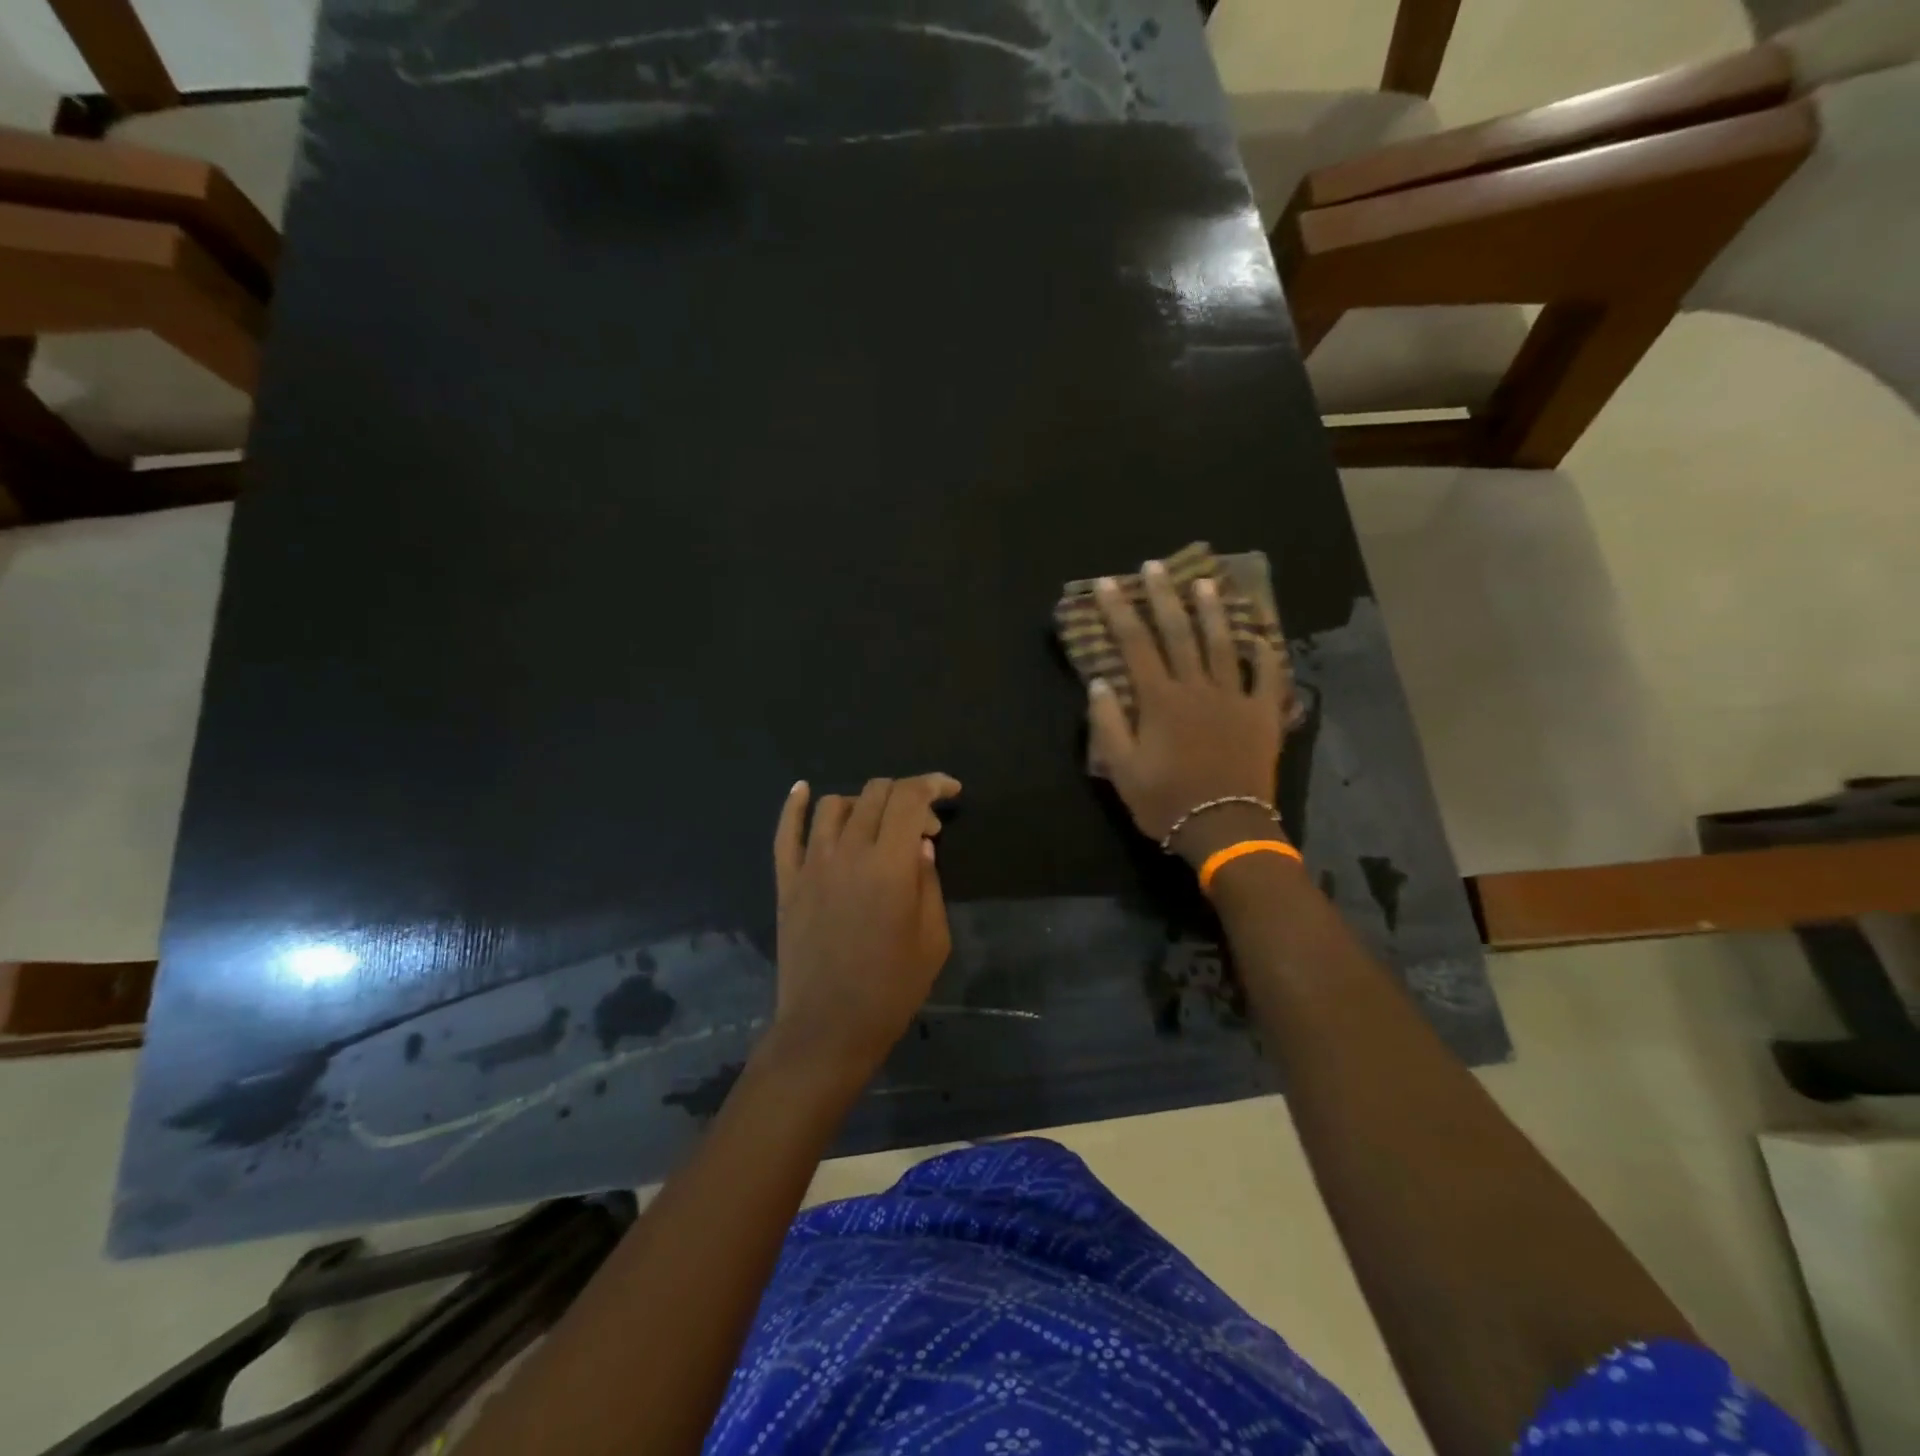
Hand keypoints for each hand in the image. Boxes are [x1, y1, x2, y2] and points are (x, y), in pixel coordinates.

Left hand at [769, 773, 961, 1076]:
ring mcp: (812, 864)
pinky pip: (786, 832)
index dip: (933, 785)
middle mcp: (850, 852)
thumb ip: (930, 883)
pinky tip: (803, 789)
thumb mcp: (934, 939)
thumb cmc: (892, 988)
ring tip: (879, 824)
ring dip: (864, 802)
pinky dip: (794, 804)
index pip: (910, 799)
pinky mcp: (787, 881)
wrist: (829, 1027)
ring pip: (834, 805)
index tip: (951, 791)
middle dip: (907, 795)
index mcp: (891, 865)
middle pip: (875, 793)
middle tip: (924, 825)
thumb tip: (921, 844)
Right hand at [1089, 560, 1291, 864]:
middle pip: (1178, 633)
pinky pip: (1267, 677)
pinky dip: (1264, 653)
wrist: (1225, 828)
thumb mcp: (1122, 769)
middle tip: (1156, 566)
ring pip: (1222, 644)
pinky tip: (1260, 635)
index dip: (1120, 612)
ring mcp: (1234, 698)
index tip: (1108, 584)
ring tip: (1205, 582)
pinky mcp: (1262, 715)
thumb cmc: (1166, 802)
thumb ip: (1109, 723)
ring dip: (1211, 611)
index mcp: (1159, 700)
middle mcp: (1196, 688)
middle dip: (1164, 597)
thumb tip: (1100, 682)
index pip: (1134, 644)